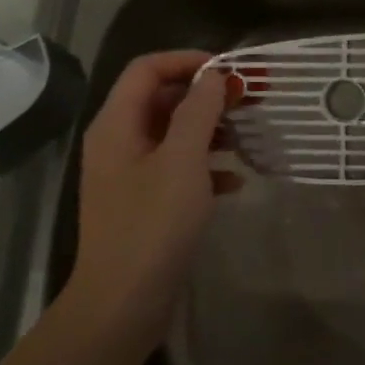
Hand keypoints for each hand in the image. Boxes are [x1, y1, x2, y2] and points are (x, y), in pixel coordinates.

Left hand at [69, 50, 237, 330]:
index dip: (188, 61)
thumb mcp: (183, 160)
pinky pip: (177, 168)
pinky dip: (206, 166)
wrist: (123, 303)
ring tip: (246, 140)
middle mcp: (119, 142)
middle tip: (247, 102)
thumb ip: (199, 111)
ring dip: (210, 130)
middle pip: (162, 99)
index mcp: (117, 125)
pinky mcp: (145, 202)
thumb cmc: (152, 224)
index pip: (148, 69)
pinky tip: (235, 182)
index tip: (230, 71)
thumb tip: (214, 75)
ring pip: (173, 134)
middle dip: (205, 96)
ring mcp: (130, 174)